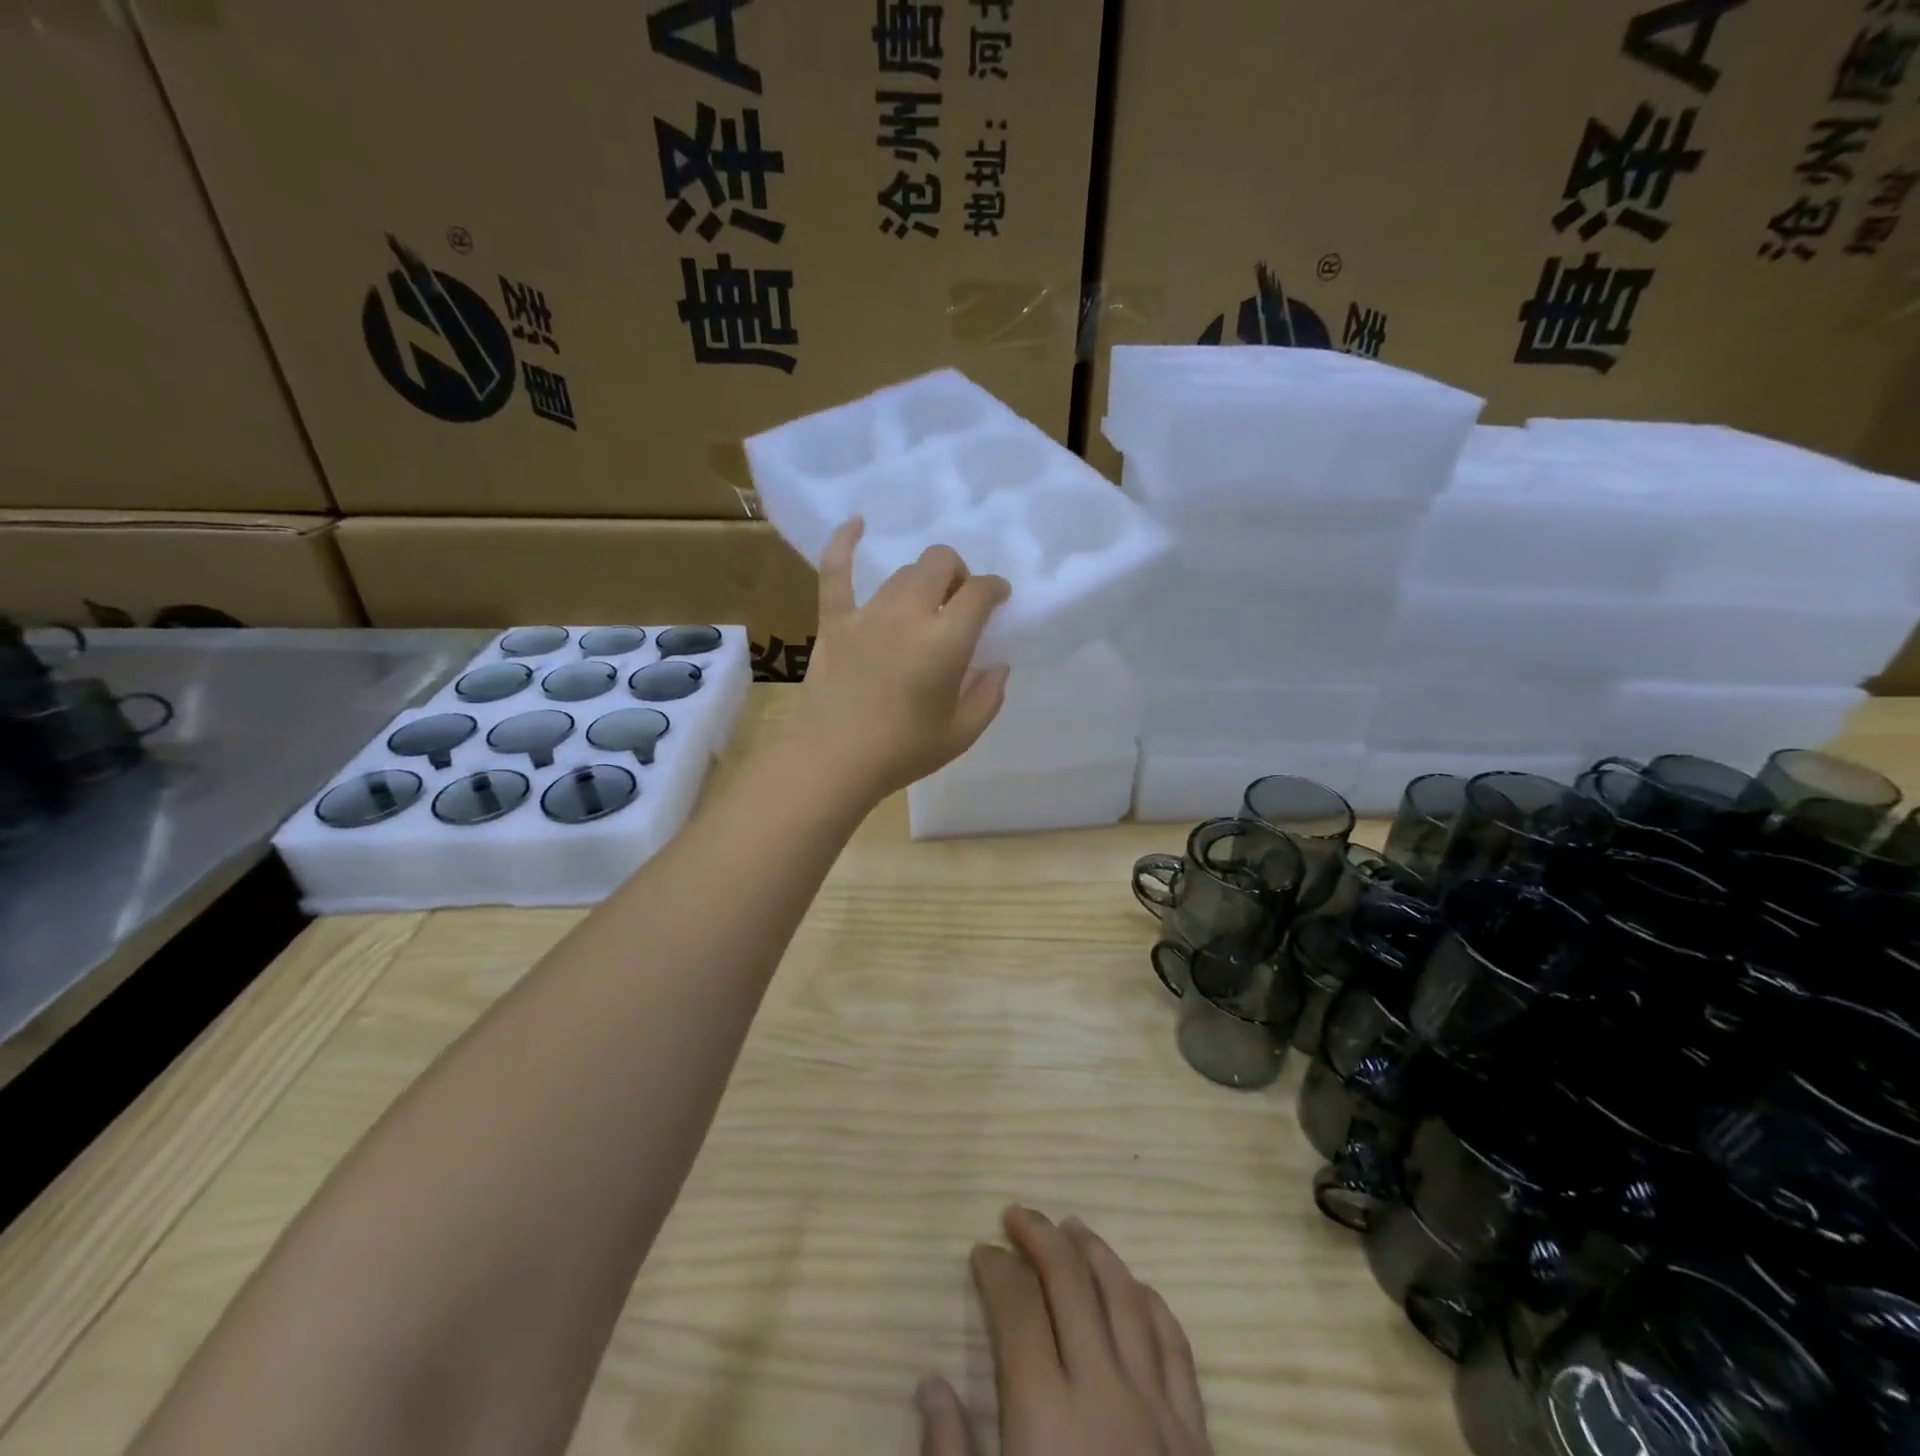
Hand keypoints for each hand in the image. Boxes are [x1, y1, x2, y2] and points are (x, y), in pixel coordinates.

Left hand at [785, 518, 1011, 801]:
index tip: (999, 599)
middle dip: (958, 574)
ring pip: (902, 572)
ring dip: (921, 579)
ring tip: (924, 601)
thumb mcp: (962, 733)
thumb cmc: (903, 751)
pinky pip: (836, 572)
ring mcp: (868, 613)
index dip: (995, 588)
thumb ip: (988, 696)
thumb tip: (997, 665)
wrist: (833, 760)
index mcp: (946, 639)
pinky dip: (845, 543)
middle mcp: (909, 614)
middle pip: (940, 564)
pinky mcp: (834, 621)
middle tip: (958, 602)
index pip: (979, 592)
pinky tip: (856, 523)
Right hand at [919, 1207, 1211, 1455]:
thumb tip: (931, 1382)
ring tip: (1071, 1226)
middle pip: (1070, 1282)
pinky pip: (1176, 1346)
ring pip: (1125, 1297)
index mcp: (1046, 1417)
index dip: (995, 1270)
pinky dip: (1151, 1303)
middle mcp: (1104, 1394)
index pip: (1016, 1309)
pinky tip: (1136, 1288)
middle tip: (1016, 1213)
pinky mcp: (1198, 1438)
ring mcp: (1158, 1412)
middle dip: (1040, 1236)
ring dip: (1095, 1252)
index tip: (980, 1251)